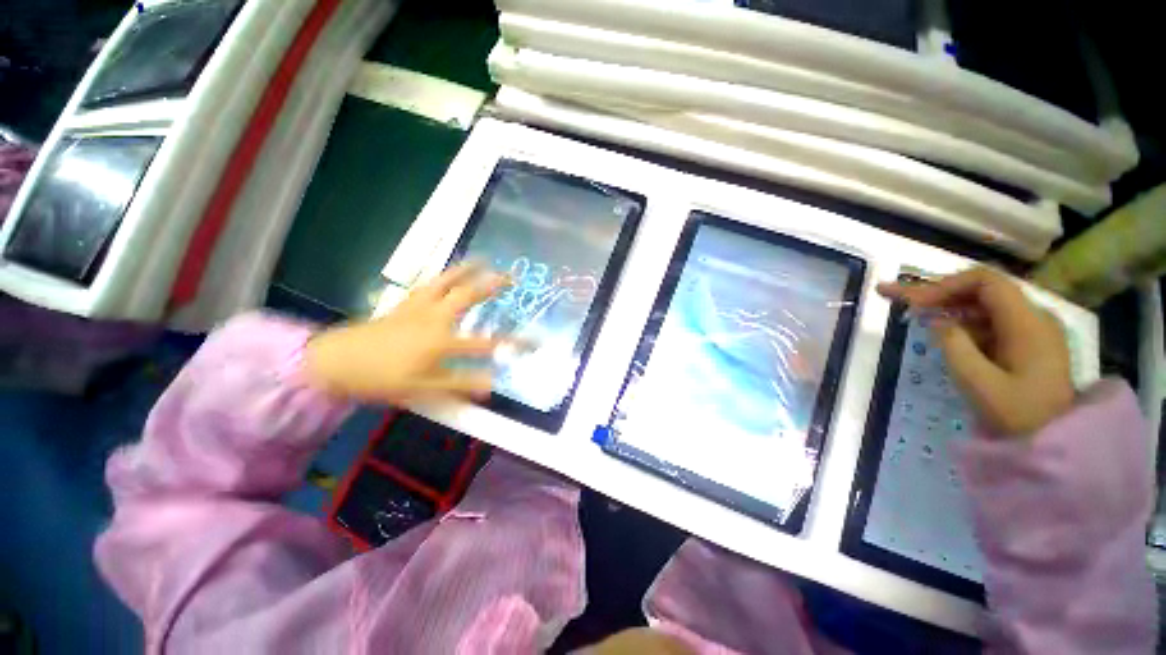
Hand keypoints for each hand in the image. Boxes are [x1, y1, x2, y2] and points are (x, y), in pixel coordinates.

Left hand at [305, 264, 509, 402]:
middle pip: (469, 296)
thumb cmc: (382, 378)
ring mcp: (419, 306)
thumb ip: (459, 385)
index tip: (534, 341)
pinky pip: (429, 283)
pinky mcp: (406, 303)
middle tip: (512, 277)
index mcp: (441, 342)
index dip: (513, 343)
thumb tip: (492, 385)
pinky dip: (443, 275)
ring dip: (468, 269)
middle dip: (493, 285)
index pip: (486, 344)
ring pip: (447, 282)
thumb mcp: (423, 389)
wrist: (336, 363)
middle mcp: (435, 318)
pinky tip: (450, 272)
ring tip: (484, 260)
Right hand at [878, 268, 1073, 437]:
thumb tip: (936, 320)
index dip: (945, 286)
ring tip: (912, 313)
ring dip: (948, 307)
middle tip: (895, 296)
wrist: (1055, 444)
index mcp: (1027, 323)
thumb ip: (953, 344)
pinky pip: (991, 322)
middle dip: (938, 293)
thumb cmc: (1017, 415)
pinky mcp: (1027, 344)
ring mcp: (1033, 331)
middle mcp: (1033, 317)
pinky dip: (963, 323)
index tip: (913, 303)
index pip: (985, 282)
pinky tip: (943, 332)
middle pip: (982, 290)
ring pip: (984, 306)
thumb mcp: (977, 382)